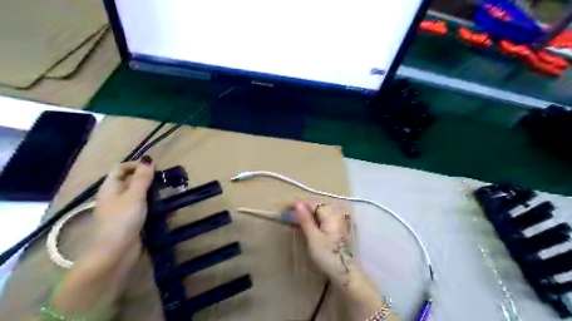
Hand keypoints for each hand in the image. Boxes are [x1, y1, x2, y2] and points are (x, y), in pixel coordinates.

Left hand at [49, 158, 154, 320]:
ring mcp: (123, 211)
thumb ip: (142, 178)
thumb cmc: (122, 221)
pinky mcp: (132, 222)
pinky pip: (144, 209)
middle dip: (147, 179)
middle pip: (131, 182)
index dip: (135, 165)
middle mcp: (115, 198)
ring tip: (168, 194)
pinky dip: (154, 207)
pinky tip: (166, 209)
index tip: (154, 168)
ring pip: (139, 196)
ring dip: (153, 194)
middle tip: (165, 181)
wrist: (115, 254)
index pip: (120, 169)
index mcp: (110, 189)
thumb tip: (148, 160)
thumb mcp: (134, 196)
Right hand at [295, 200, 398, 318]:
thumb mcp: (313, 238)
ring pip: (321, 211)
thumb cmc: (327, 256)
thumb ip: (305, 220)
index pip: (312, 203)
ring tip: (298, 219)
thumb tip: (297, 204)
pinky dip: (316, 219)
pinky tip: (310, 225)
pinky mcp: (339, 228)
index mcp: (330, 214)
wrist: (345, 273)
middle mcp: (336, 214)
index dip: (299, 204)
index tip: (287, 208)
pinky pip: (325, 218)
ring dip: (309, 213)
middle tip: (291, 214)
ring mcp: (339, 221)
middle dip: (304, 208)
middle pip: (318, 205)